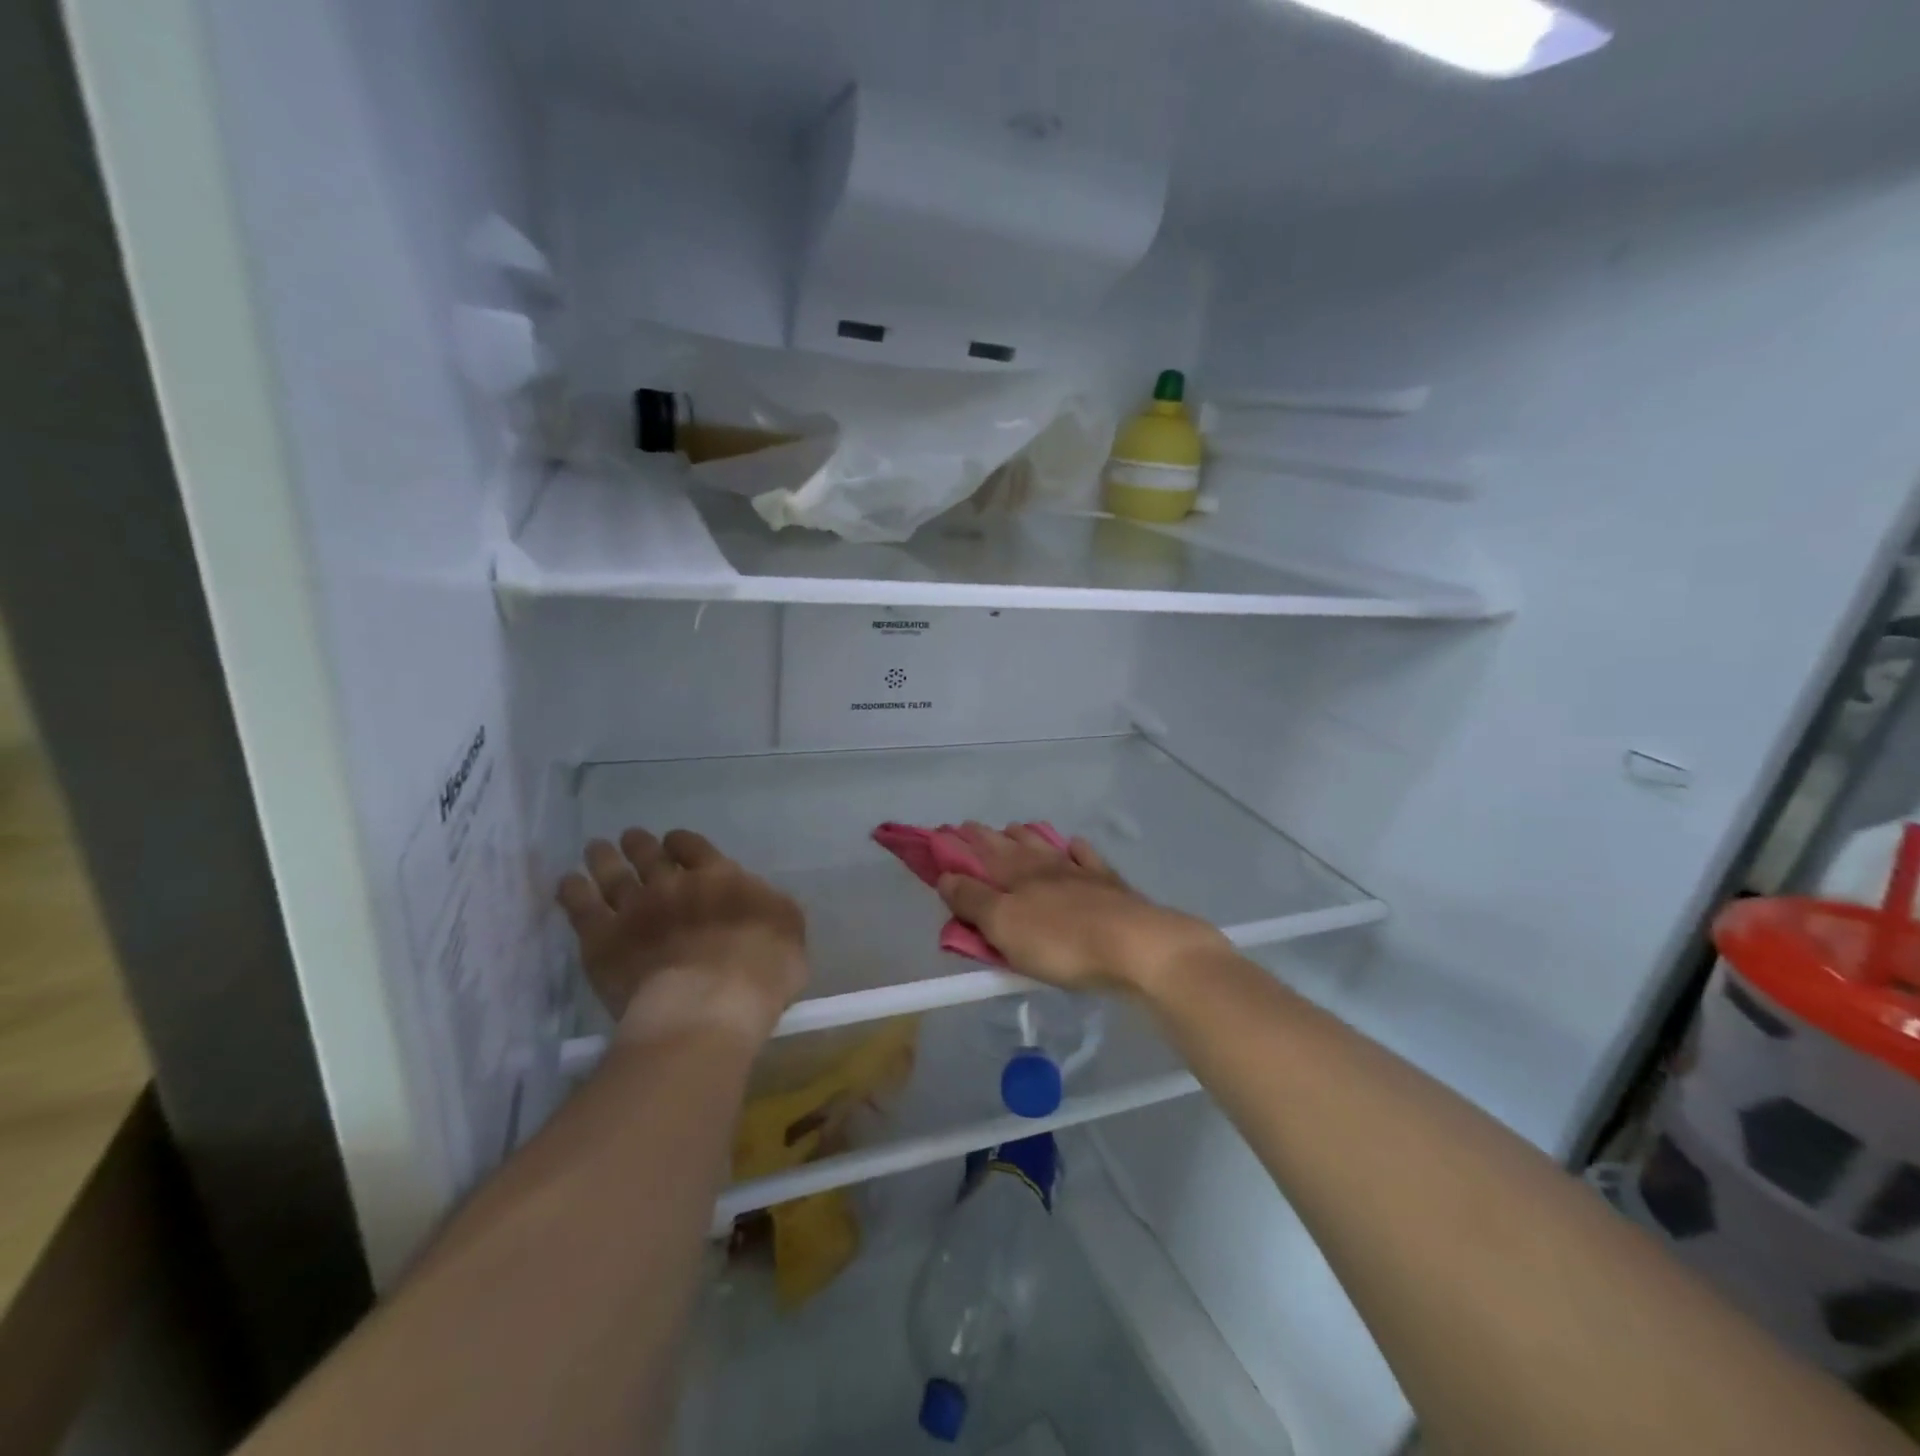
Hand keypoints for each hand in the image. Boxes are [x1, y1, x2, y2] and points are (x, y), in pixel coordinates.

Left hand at [558, 828, 807, 1048]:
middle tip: (630, 838)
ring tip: (595, 848)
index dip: (682, 843)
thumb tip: (759, 899)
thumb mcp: (789, 930)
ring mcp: (634, 909)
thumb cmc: (762, 970)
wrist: (709, 1005)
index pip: (695, 847)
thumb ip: (770, 907)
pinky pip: (581, 908)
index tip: (674, 843)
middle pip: (650, 855)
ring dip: (604, 859)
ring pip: (613, 874)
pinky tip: (568, 883)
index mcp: (720, 877)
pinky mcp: (602, 940)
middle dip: (640, 844)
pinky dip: (573, 892)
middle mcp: (674, 883)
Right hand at [935, 823, 1227, 998]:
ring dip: (1027, 836)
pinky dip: (1075, 850)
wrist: (1136, 946)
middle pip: (1011, 844)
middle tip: (972, 830)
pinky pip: (1087, 858)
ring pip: (1047, 845)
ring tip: (1015, 830)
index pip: (980, 852)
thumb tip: (946, 876)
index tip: (943, 834)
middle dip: (988, 836)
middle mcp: (1045, 864)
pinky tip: (1073, 847)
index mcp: (1015, 874)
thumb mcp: (1004, 926)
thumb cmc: (1062, 942)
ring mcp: (1080, 871)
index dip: (960, 845)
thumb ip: (973, 900)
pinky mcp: (1110, 885)